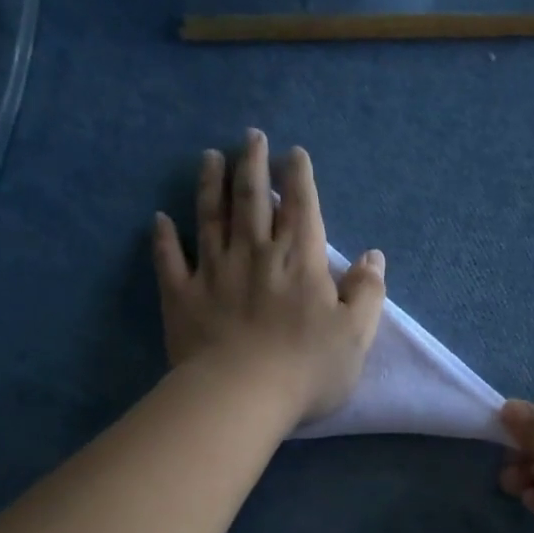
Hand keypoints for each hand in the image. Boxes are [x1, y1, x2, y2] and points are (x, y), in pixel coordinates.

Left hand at [153, 130, 387, 424]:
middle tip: (251, 137)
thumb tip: (373, 257)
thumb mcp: (356, 335)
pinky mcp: (182, 296)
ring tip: (209, 157)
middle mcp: (254, 253)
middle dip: (253, 164)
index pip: (301, 207)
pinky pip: (170, 259)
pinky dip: (164, 238)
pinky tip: (160, 219)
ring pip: (211, 217)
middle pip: (253, 199)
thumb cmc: (307, 369)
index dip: (299, 177)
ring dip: (211, 184)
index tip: (294, 153)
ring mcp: (213, 272)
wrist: (241, 395)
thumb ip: (368, 293)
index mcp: (299, 260)